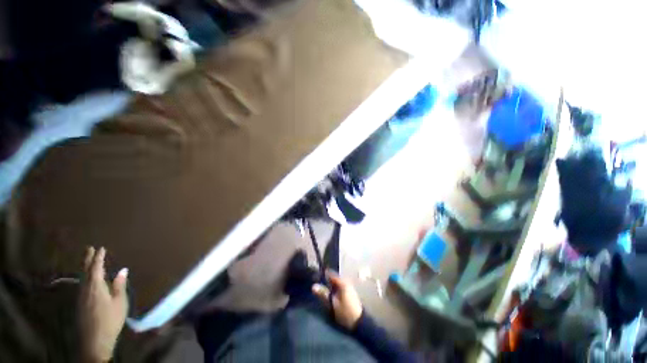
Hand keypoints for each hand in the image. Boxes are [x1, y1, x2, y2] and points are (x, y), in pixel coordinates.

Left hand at [79, 247, 128, 362]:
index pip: (96, 268)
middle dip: (86, 259)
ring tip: (88, 261)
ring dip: (84, 267)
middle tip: (88, 249)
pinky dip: (84, 277)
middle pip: (84, 271)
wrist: (95, 340)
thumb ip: (119, 285)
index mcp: (95, 286)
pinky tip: (86, 279)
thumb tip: (122, 270)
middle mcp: (85, 289)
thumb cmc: (110, 319)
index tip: (100, 248)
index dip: (98, 258)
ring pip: (81, 278)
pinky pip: (81, 285)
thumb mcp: (119, 302)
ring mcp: (80, 297)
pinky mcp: (80, 304)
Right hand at [312, 270, 362, 329]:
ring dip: (329, 285)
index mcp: (342, 282)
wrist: (359, 323)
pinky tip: (329, 294)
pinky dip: (333, 289)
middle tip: (316, 284)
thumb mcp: (333, 304)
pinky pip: (339, 287)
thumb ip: (323, 294)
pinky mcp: (349, 292)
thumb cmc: (346, 312)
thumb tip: (313, 286)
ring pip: (336, 283)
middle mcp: (346, 281)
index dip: (322, 275)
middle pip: (333, 278)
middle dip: (325, 280)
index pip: (330, 274)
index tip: (314, 277)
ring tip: (321, 289)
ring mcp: (348, 286)